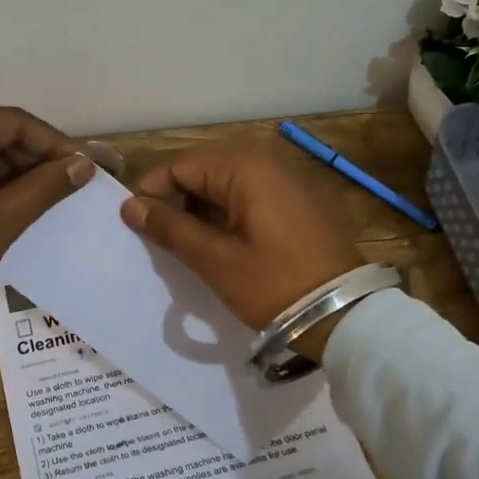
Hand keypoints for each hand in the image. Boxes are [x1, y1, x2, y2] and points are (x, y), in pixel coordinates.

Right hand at [121, 146, 364, 362]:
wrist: (348, 316)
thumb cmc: (276, 285)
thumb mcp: (216, 261)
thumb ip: (170, 228)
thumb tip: (130, 206)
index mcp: (245, 168)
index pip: (180, 165)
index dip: (152, 191)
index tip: (135, 225)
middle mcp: (266, 162)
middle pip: (202, 169)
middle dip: (175, 199)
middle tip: (159, 238)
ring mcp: (286, 181)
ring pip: (224, 184)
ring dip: (199, 208)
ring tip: (185, 245)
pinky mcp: (297, 202)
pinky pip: (248, 195)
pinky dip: (225, 213)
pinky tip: (217, 243)